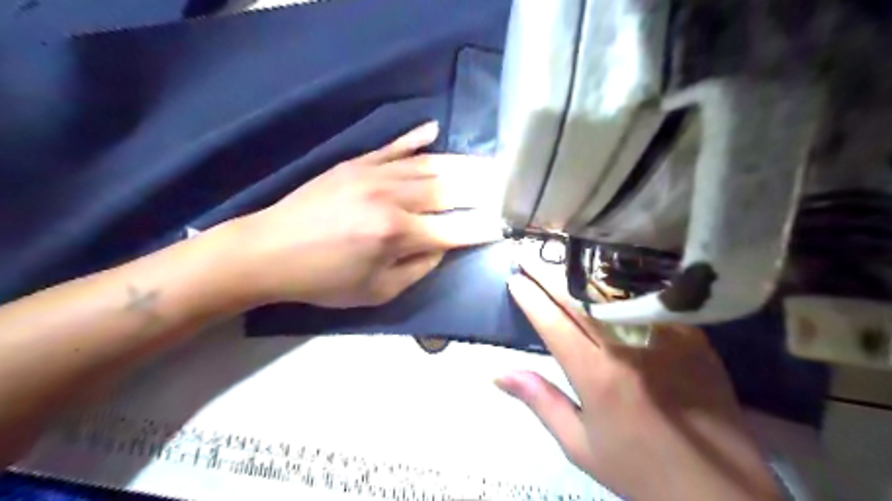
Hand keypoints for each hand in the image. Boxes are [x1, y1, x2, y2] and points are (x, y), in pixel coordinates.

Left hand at [226, 122, 500, 308]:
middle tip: (507, 185)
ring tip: (486, 164)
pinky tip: (435, 130)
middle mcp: (392, 198)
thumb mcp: (377, 292)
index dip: (484, 228)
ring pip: (429, 164)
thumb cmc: (324, 280)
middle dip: (484, 188)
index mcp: (397, 234)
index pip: (456, 229)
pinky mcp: (356, 163)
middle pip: (450, 189)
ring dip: (462, 164)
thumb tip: (445, 246)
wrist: (268, 251)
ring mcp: (373, 173)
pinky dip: (417, 138)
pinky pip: (394, 146)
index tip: (506, 225)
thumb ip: (419, 269)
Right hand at [495, 259, 782, 499]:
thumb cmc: (639, 468)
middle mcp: (627, 349)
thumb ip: (540, 401)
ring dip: (581, 275)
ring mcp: (663, 339)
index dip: (531, 300)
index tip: (514, 280)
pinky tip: (610, 275)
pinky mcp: (692, 338)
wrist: (719, 488)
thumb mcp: (579, 444)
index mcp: (596, 376)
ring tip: (560, 259)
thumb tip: (498, 373)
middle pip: (579, 302)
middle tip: (528, 256)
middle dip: (548, 276)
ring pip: (613, 295)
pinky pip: (650, 303)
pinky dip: (624, 288)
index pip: (554, 325)